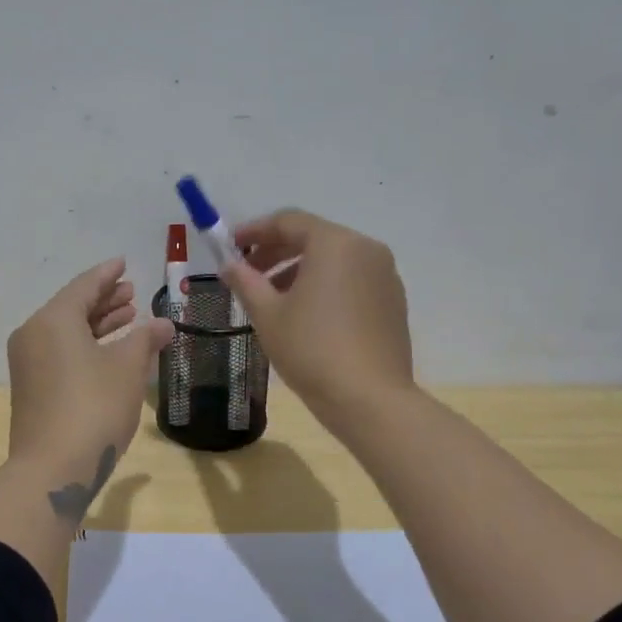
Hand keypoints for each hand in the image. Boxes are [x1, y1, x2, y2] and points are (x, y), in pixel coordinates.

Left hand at [6, 257, 173, 517]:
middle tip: (133, 293)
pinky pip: (60, 352)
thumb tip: (163, 323)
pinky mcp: (31, 388)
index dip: (108, 274)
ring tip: (129, 318)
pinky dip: (85, 346)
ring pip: (66, 332)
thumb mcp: (128, 369)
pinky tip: (111, 352)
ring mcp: (28, 364)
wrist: (53, 469)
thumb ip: (145, 339)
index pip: (84, 286)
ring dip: (97, 324)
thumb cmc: (94, 408)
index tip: (124, 263)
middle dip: (104, 300)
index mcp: (53, 320)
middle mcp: (34, 335)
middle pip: (72, 307)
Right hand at [220, 210, 413, 431]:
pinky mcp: (393, 301)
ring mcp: (385, 275)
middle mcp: (366, 249)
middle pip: (313, 237)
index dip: (254, 231)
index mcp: (334, 243)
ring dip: (299, 270)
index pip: (288, 221)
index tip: (230, 247)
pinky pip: (352, 279)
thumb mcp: (267, 314)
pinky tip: (306, 314)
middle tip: (248, 274)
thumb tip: (228, 265)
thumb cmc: (311, 349)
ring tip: (273, 299)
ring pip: (334, 260)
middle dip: (276, 252)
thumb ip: (245, 282)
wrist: (369, 399)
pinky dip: (324, 285)